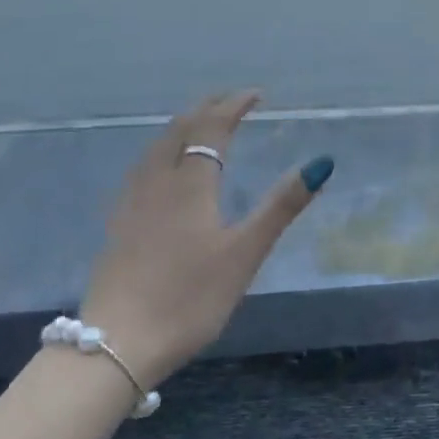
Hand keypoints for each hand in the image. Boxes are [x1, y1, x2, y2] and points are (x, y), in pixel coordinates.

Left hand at [81, 92, 333, 388]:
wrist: (117, 343)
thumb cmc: (190, 298)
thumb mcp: (245, 253)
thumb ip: (281, 206)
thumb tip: (321, 162)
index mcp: (190, 184)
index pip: (212, 128)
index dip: (234, 106)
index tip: (256, 94)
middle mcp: (157, 183)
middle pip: (179, 130)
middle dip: (206, 109)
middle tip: (230, 101)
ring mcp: (132, 204)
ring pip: (155, 148)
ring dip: (181, 127)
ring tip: (199, 126)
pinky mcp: (118, 226)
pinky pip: (142, 169)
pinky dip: (161, 152)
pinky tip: (161, 172)